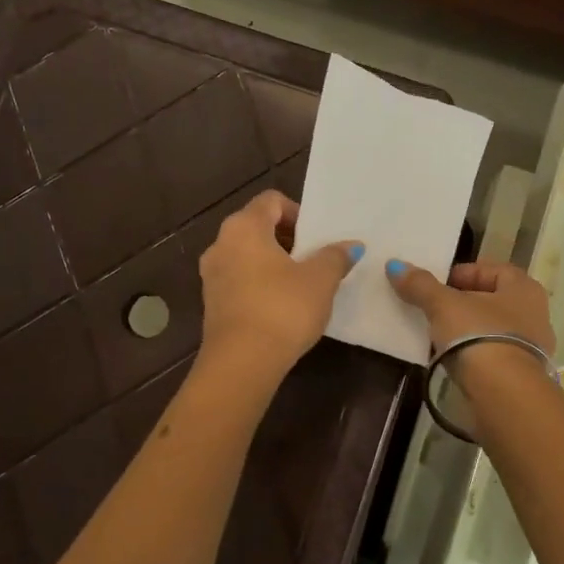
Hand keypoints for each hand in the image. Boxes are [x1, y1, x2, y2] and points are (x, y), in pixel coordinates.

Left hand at [197, 190, 360, 382]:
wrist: (242, 363)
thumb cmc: (282, 309)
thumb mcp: (320, 280)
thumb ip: (335, 256)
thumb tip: (351, 246)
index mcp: (244, 227)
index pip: (271, 201)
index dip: (298, 213)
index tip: (317, 238)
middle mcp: (220, 244)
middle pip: (257, 226)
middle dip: (288, 239)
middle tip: (314, 260)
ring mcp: (211, 275)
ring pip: (247, 255)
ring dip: (273, 263)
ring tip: (301, 285)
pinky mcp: (212, 303)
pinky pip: (239, 280)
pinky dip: (260, 284)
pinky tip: (281, 306)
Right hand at [385, 259, 555, 374]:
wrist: (504, 394)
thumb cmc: (478, 336)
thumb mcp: (443, 305)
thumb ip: (421, 285)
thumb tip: (395, 265)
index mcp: (524, 288)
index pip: (494, 269)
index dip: (464, 272)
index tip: (438, 284)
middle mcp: (535, 314)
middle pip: (493, 300)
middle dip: (464, 302)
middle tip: (434, 308)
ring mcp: (532, 348)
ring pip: (493, 329)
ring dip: (468, 330)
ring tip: (438, 335)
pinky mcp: (522, 376)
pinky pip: (493, 355)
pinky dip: (474, 353)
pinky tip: (453, 360)